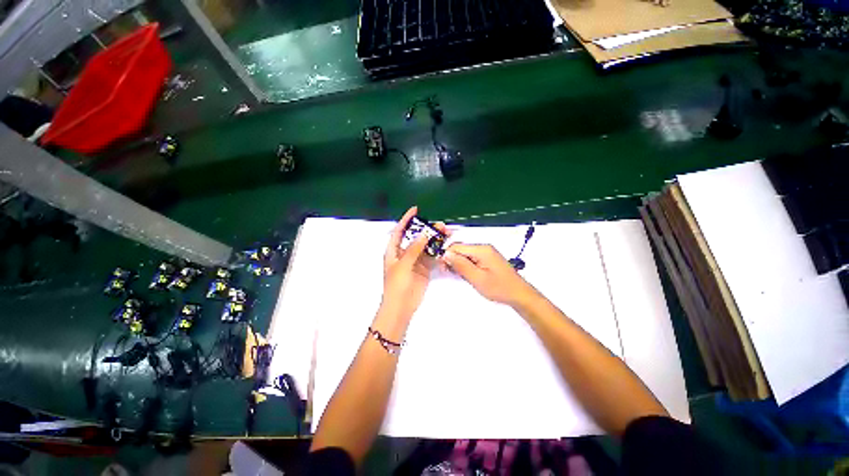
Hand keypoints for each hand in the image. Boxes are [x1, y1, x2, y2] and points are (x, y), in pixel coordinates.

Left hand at [379, 207, 447, 331]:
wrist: (401, 306)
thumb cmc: (397, 285)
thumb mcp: (403, 265)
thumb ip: (414, 249)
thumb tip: (424, 233)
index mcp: (394, 250)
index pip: (400, 231)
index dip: (406, 219)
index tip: (415, 209)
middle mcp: (404, 253)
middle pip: (416, 237)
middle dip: (426, 229)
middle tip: (439, 224)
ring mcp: (415, 261)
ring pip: (425, 246)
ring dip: (434, 239)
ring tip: (445, 232)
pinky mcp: (424, 268)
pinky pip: (431, 256)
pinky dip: (438, 250)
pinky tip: (445, 245)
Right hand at [442, 243, 538, 307]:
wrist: (519, 294)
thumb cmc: (498, 288)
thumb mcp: (477, 278)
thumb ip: (460, 265)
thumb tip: (445, 253)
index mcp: (481, 249)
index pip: (456, 246)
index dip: (447, 255)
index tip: (443, 268)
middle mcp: (483, 247)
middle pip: (461, 249)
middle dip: (452, 259)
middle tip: (450, 273)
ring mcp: (487, 252)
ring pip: (465, 254)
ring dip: (459, 263)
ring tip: (459, 276)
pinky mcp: (488, 258)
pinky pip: (472, 258)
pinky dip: (467, 265)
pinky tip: (467, 274)